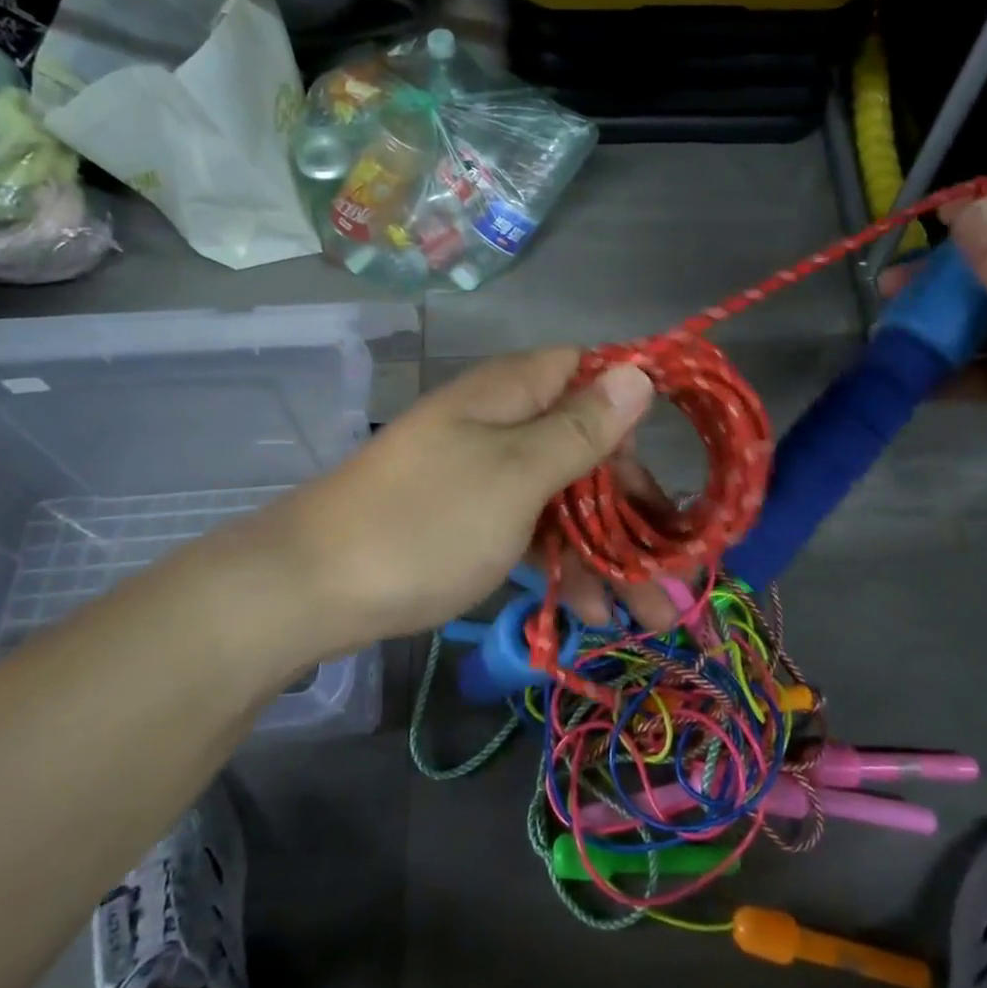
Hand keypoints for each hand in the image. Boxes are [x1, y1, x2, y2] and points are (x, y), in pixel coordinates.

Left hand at [258, 348, 683, 643]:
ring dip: (608, 551)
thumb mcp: (516, 474)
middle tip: (676, 573)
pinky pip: (530, 530)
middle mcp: (501, 423)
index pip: (590, 375)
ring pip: (564, 498)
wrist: (310, 590)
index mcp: (512, 393)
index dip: (632, 413)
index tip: (667, 466)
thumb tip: (639, 371)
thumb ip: (581, 428)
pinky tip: (589, 611)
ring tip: (650, 616)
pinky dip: (561, 564)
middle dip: (635, 508)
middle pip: (586, 448)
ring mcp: (483, 474)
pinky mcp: (468, 520)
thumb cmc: (426, 523)